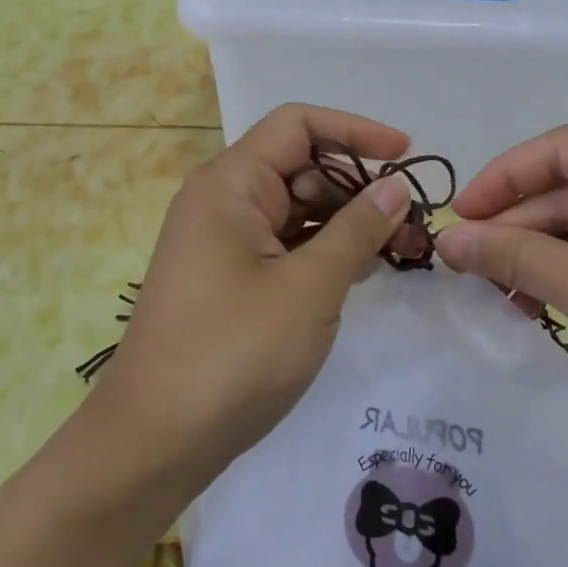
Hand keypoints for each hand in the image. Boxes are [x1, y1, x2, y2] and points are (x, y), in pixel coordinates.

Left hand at [88, 103, 415, 484]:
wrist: (154, 441)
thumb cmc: (232, 353)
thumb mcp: (309, 288)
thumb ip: (357, 230)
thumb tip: (397, 187)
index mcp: (230, 184)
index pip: (298, 125)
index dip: (356, 131)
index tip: (406, 157)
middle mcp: (222, 200)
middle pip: (301, 166)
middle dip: (359, 186)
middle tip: (413, 224)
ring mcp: (223, 241)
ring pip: (296, 208)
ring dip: (347, 222)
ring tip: (401, 251)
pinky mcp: (229, 277)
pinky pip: (284, 244)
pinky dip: (324, 251)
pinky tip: (362, 271)